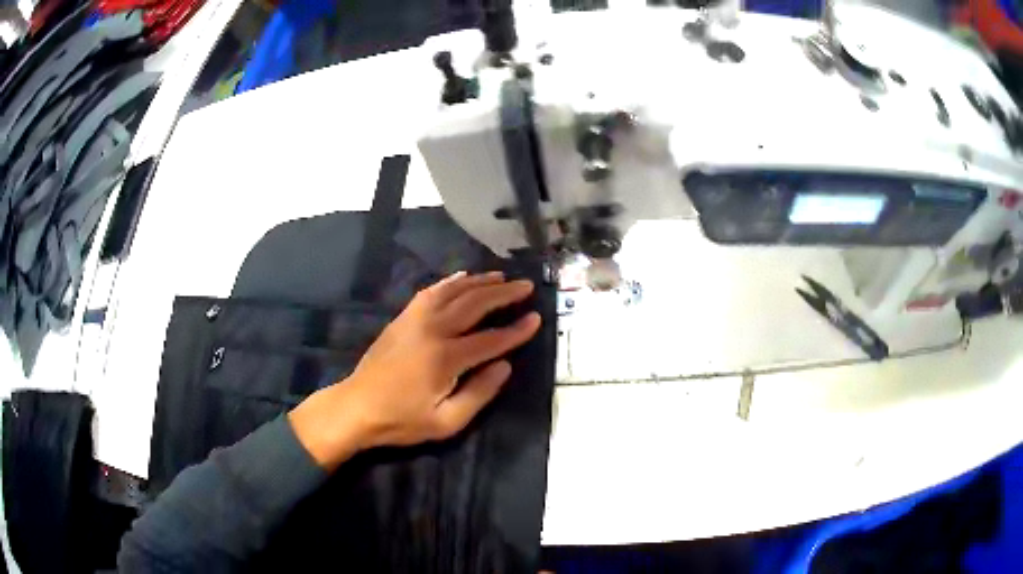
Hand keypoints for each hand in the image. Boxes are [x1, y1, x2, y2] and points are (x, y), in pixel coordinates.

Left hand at [288, 271, 541, 469]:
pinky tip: (462, 276)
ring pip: (453, 291)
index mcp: (446, 358)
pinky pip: (430, 291)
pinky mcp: (403, 318)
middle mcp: (433, 330)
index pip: (491, 339)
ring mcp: (415, 319)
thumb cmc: (402, 420)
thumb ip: (479, 393)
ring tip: (501, 277)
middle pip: (475, 304)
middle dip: (504, 294)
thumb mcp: (446, 422)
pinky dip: (450, 281)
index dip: (517, 330)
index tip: (536, 318)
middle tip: (526, 286)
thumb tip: (505, 365)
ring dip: (480, 281)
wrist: (357, 407)